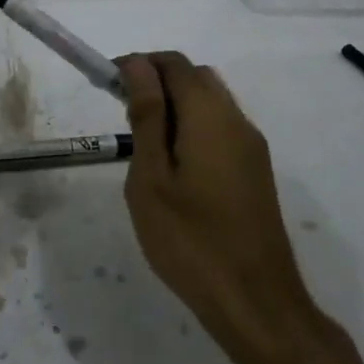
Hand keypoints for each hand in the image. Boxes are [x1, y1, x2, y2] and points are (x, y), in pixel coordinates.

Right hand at [117, 52, 320, 353]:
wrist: (254, 300)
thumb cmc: (189, 239)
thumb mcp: (151, 177)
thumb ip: (146, 115)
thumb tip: (138, 66)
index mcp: (209, 115)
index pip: (173, 64)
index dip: (138, 64)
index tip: (108, 85)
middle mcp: (237, 120)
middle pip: (195, 77)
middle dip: (157, 82)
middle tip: (124, 114)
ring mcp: (251, 146)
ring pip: (211, 101)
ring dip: (176, 105)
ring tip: (144, 143)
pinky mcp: (256, 170)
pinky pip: (221, 127)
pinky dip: (193, 126)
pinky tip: (174, 166)